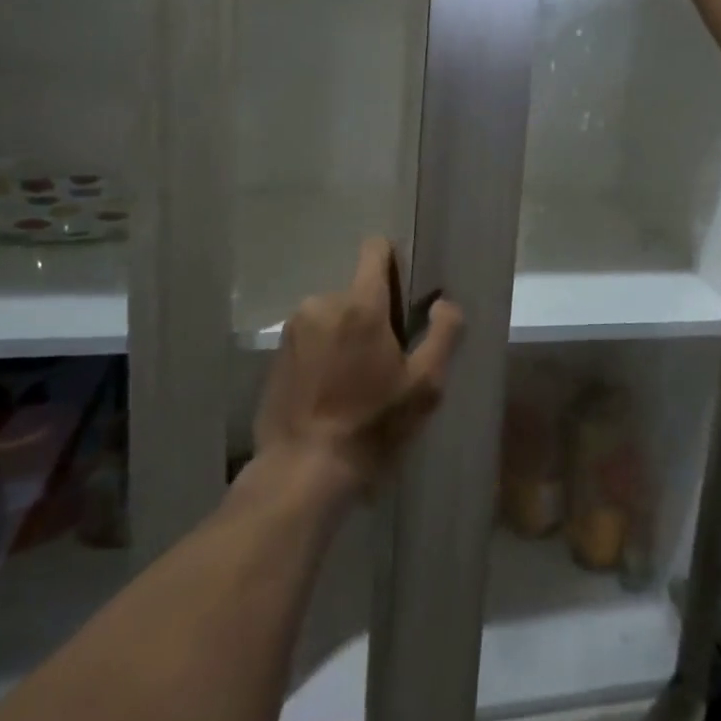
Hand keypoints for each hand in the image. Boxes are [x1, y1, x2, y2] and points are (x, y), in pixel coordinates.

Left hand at [253, 238, 463, 495]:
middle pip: (358, 290)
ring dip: (347, 334)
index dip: (395, 262)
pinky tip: (331, 390)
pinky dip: (325, 352)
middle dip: (374, 314)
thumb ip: (443, 334)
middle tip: (386, 358)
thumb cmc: (371, 425)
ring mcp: (294, 328)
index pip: (375, 249)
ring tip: (356, 379)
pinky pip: (312, 336)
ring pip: (334, 314)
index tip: (406, 296)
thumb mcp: (425, 385)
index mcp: (360, 304)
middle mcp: (322, 303)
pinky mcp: (276, 354)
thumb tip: (444, 303)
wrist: (302, 471)